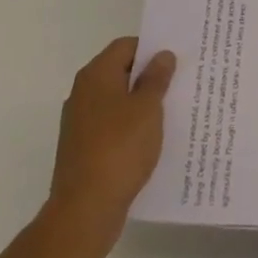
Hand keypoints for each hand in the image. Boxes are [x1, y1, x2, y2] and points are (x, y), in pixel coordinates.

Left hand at [47, 37, 174, 242]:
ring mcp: (80, 123)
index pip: (126, 46)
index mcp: (96, 75)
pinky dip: (129, 129)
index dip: (151, 49)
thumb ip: (156, 78)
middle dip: (148, 78)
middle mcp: (83, 93)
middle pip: (120, 73)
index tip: (175, 61)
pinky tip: (150, 141)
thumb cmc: (119, 149)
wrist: (84, 212)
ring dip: (140, 105)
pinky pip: (111, 127)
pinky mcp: (82, 150)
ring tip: (170, 113)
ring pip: (116, 102)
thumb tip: (162, 55)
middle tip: (178, 84)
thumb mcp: (147, 108)